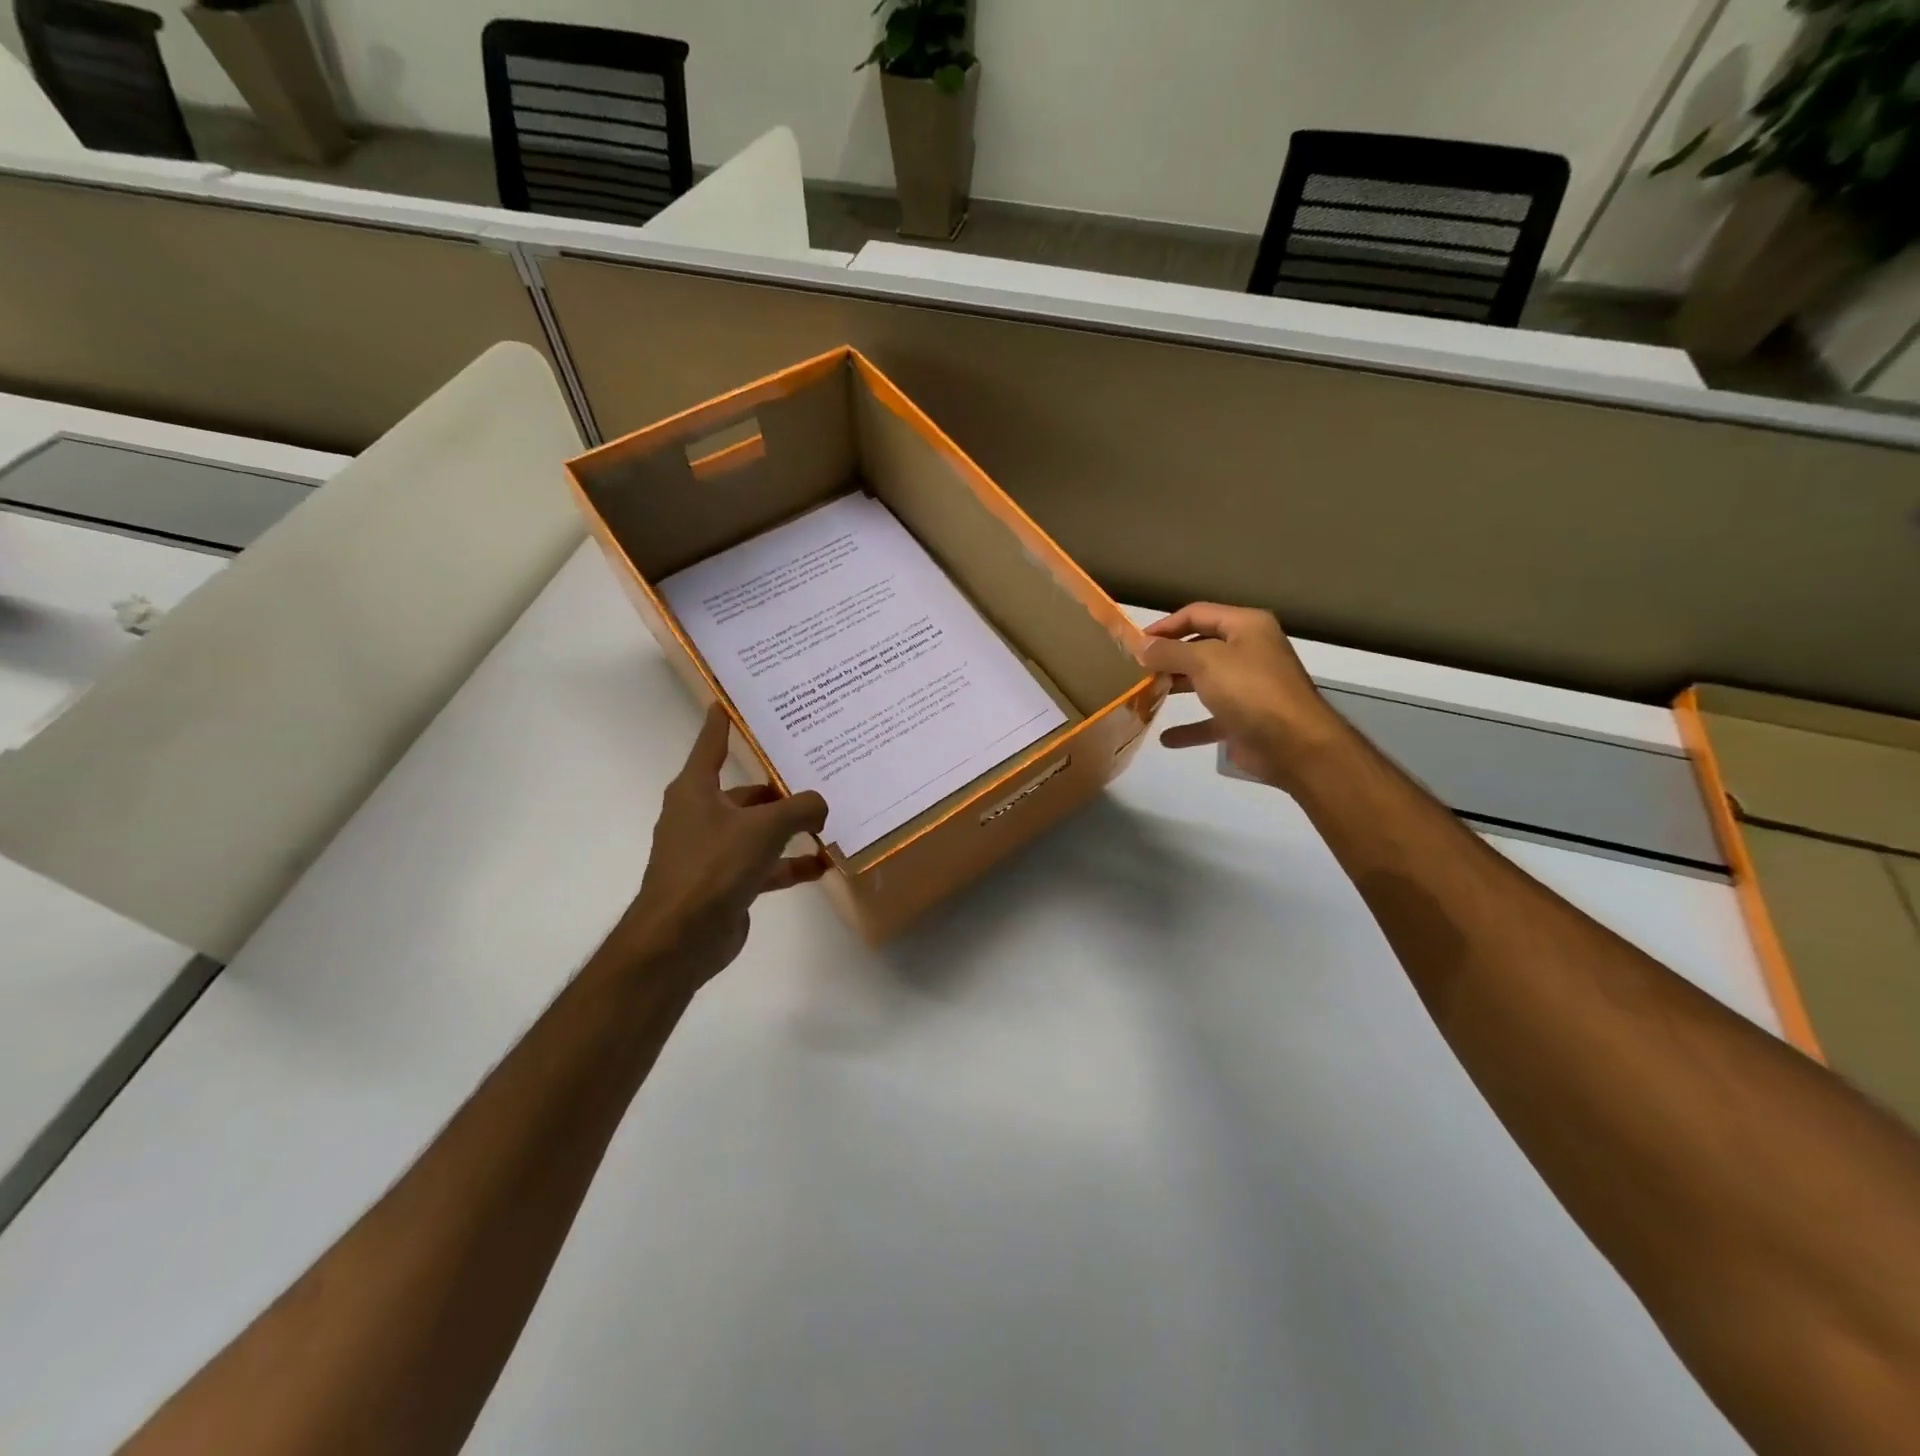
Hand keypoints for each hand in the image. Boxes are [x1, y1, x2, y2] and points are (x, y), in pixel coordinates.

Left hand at [616, 704, 829, 987]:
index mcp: (696, 790)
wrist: (680, 938)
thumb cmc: (714, 866)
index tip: (732, 698)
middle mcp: (701, 815)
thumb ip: (800, 808)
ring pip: (757, 829)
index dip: (722, 720)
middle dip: (778, 786)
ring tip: (828, 819)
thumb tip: (821, 804)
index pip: (711, 742)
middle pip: (744, 791)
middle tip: (815, 772)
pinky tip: (822, 864)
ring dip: (789, 828)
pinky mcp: (725, 882)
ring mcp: (712, 851)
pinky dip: (789, 864)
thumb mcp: (764, 828)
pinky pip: (764, 864)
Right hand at [1136, 603, 1347, 790]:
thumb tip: (1140, 646)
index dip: (1164, 626)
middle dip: (1168, 657)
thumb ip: (1168, 652)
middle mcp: (1250, 651)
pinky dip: (1189, 728)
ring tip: (1143, 695)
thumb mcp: (1204, 662)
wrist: (1295, 745)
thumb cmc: (1250, 690)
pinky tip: (1165, 738)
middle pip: (1200, 647)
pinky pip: (1210, 720)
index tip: (1134, 643)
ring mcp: (1249, 687)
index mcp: (1246, 627)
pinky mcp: (1246, 720)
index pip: (1197, 614)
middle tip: (1135, 670)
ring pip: (1204, 682)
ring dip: (1175, 688)